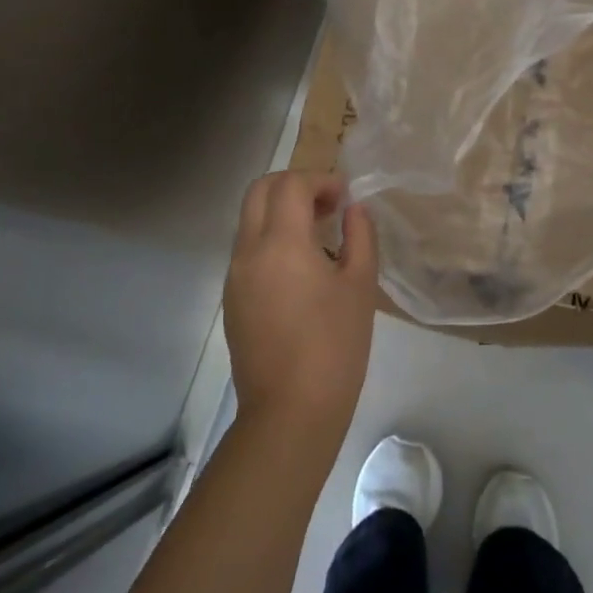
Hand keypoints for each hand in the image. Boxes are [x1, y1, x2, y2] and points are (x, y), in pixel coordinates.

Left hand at [223, 172, 378, 455]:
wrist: (290, 412)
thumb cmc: (335, 346)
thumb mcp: (360, 285)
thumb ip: (360, 236)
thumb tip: (354, 209)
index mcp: (281, 243)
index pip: (291, 184)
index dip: (321, 180)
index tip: (345, 197)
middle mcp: (249, 251)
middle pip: (260, 191)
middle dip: (293, 185)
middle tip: (327, 205)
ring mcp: (235, 276)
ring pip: (250, 219)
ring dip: (281, 211)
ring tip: (319, 236)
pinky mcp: (232, 299)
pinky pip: (248, 249)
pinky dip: (271, 238)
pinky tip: (301, 268)